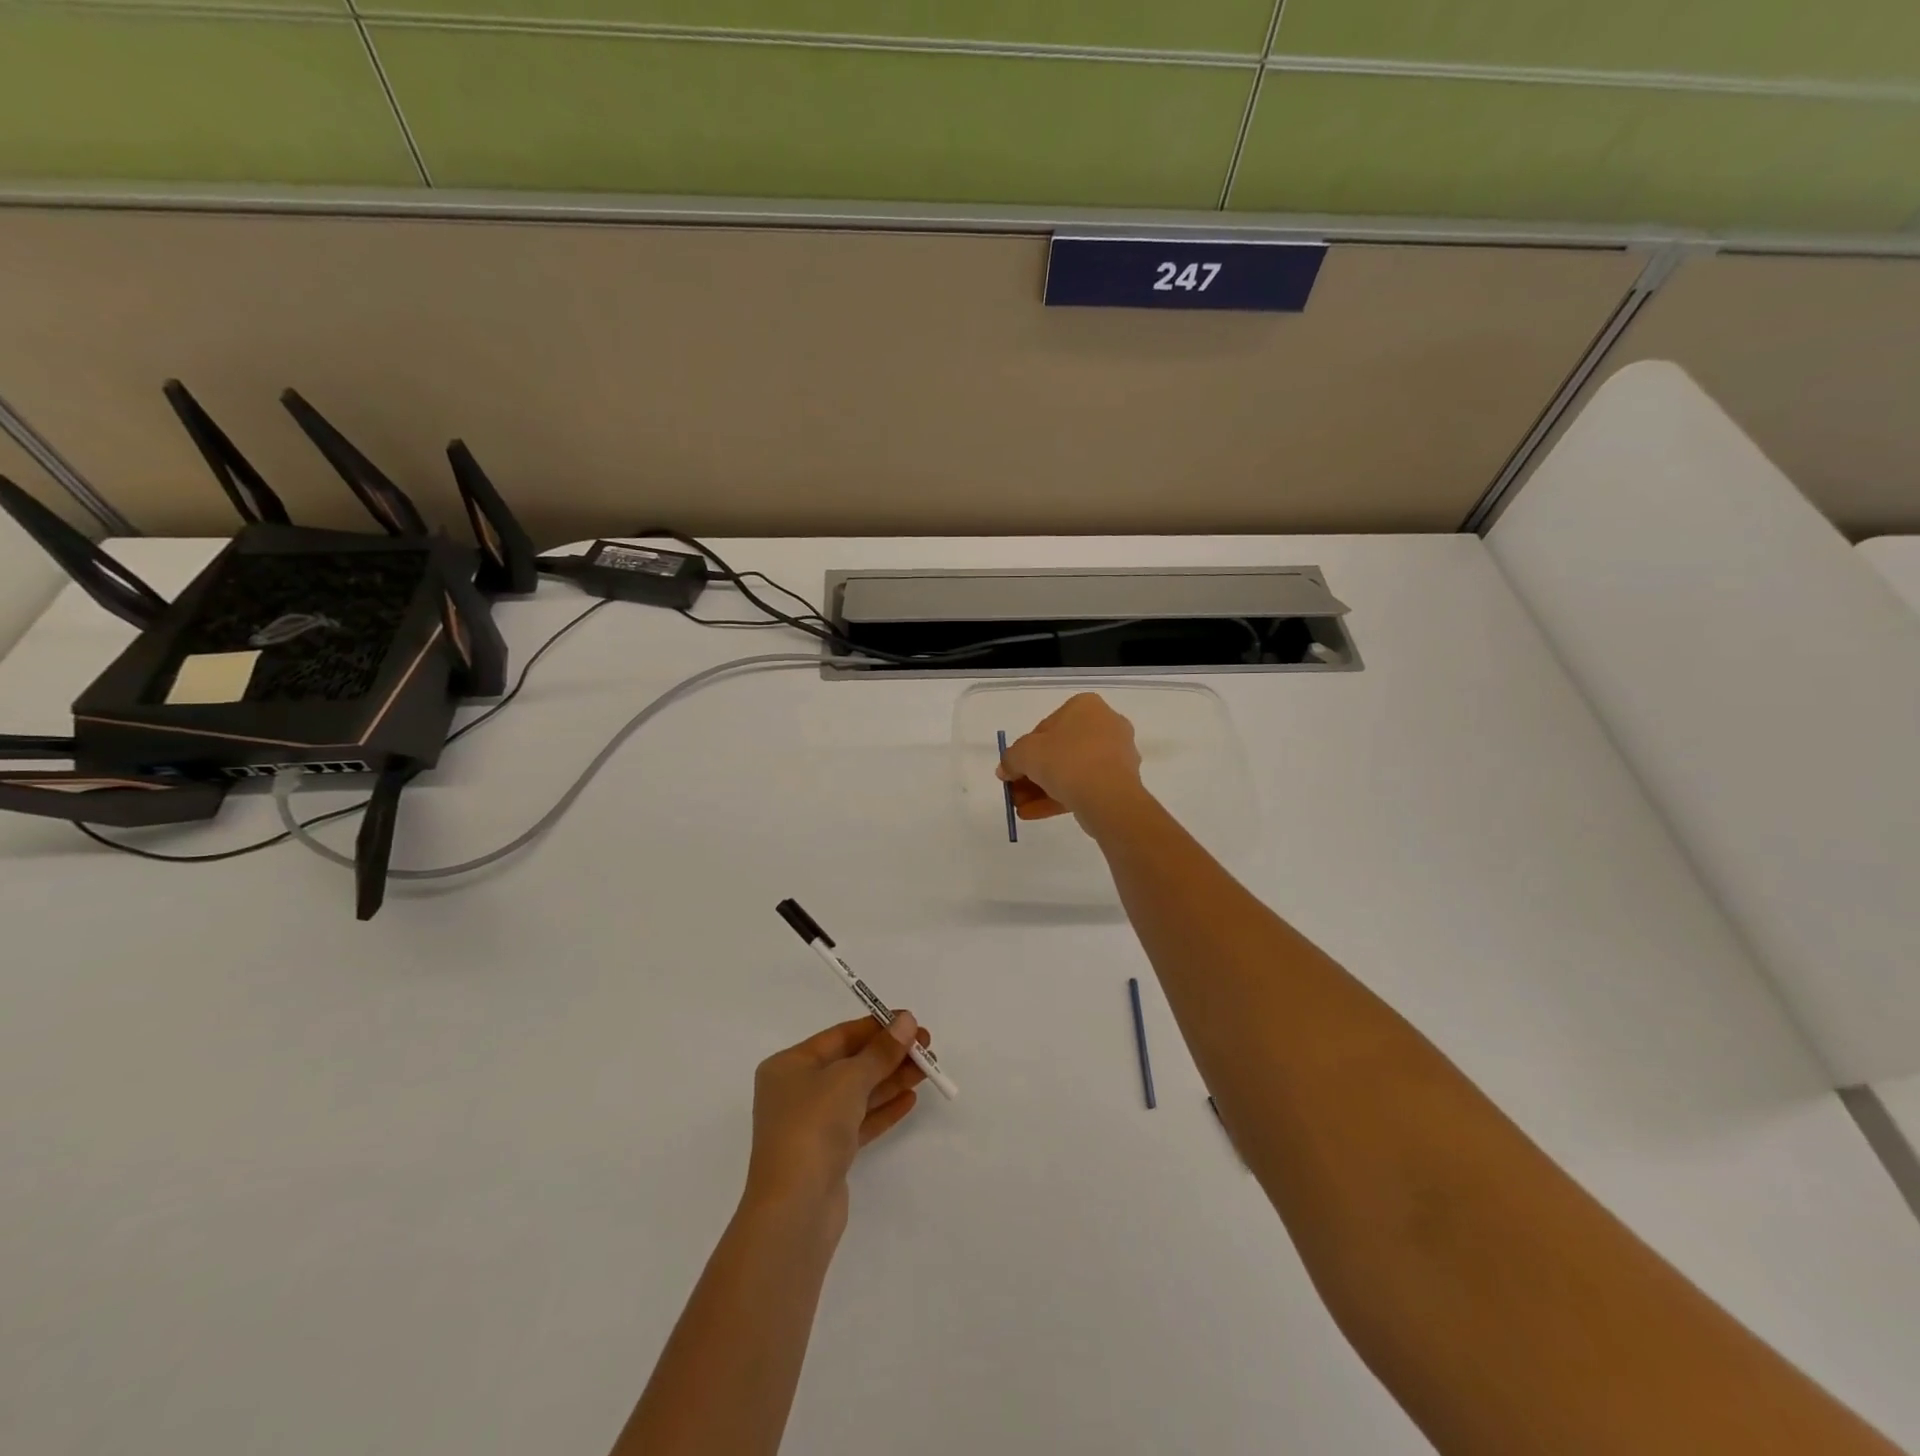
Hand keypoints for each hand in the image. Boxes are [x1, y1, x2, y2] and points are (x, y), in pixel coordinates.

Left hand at [743, 1014, 931, 1235]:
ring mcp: (812, 1125)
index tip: (911, 1022)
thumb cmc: (813, 1127)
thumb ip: (881, 1051)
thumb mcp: (849, 1079)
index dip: (877, 1027)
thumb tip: (907, 1021)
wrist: (794, 1210)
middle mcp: (796, 1091)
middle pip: (850, 1064)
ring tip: (928, 1069)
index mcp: (789, 1066)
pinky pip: (860, 1122)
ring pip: (858, 1093)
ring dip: (892, 1079)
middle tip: (927, 1047)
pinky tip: (910, 1099)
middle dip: (889, 1054)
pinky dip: (883, 1109)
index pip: (840, 1036)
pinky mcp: (827, 1155)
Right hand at [996, 693, 1146, 827]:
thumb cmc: (1065, 760)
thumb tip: (1005, 770)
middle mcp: (1105, 724)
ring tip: (1021, 809)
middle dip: (1033, 774)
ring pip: (1072, 771)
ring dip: (1043, 789)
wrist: (1107, 796)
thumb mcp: (1024, 754)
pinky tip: (1034, 813)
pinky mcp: (1121, 781)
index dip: (1024, 751)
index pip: (1046, 727)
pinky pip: (1085, 786)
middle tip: (1015, 792)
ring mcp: (1117, 754)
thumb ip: (1010, 759)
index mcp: (1085, 707)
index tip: (1013, 770)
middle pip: (1059, 751)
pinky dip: (1060, 797)